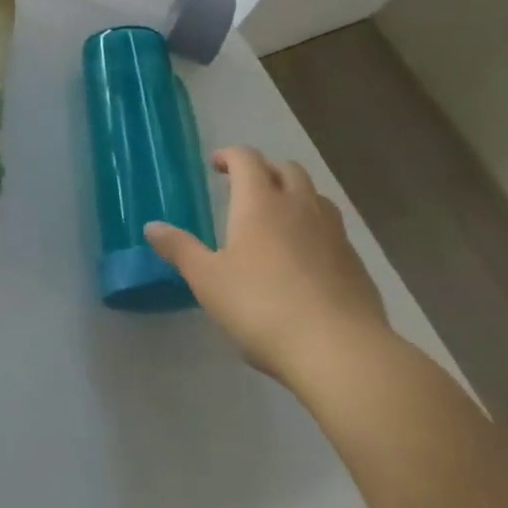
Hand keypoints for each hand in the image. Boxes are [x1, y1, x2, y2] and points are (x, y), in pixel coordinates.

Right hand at [145, 148, 390, 388]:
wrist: (341, 351)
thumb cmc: (262, 306)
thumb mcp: (208, 280)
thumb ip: (181, 249)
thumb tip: (152, 226)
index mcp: (260, 201)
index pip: (247, 158)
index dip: (230, 156)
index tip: (217, 166)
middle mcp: (299, 206)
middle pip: (286, 169)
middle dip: (265, 170)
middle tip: (246, 188)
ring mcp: (333, 233)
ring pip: (315, 196)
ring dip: (296, 196)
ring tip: (279, 219)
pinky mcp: (356, 263)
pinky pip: (333, 231)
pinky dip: (316, 230)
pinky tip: (307, 260)